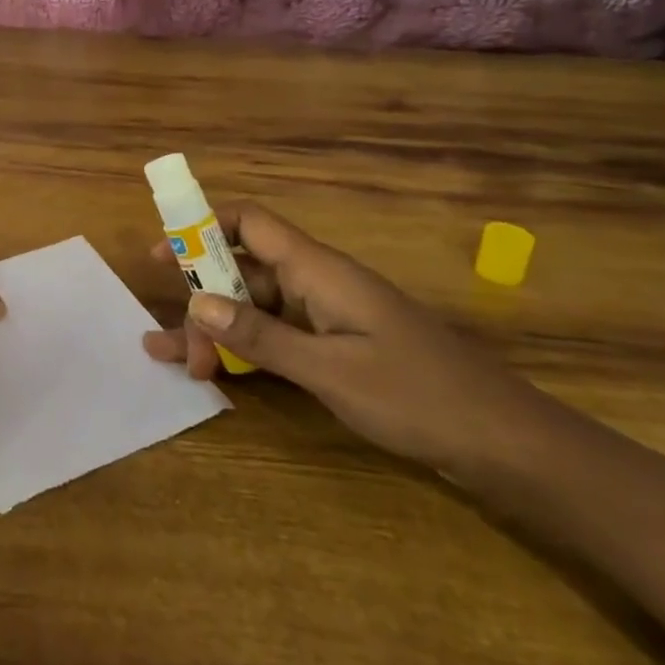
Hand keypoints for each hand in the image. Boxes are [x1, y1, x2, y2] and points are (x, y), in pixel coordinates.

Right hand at [141, 202, 553, 475]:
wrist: (502, 442)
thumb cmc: (416, 396)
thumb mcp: (330, 370)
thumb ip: (260, 335)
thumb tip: (196, 301)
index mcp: (317, 270)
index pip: (250, 222)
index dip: (202, 226)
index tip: (162, 252)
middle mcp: (316, 283)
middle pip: (243, 270)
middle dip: (202, 299)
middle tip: (175, 345)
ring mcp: (326, 315)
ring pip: (254, 307)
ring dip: (215, 328)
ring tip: (174, 359)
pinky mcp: (335, 346)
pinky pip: (276, 335)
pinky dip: (244, 348)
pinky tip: (217, 372)